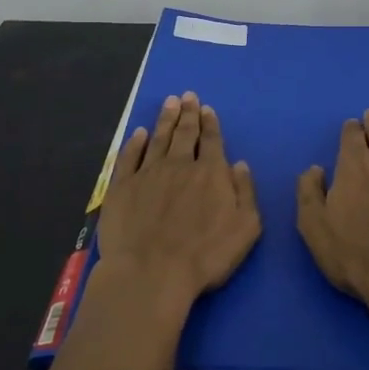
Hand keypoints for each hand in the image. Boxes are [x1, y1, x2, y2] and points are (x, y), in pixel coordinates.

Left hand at [96, 92, 260, 313]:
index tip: (206, 108)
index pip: (211, 140)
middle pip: (184, 133)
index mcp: (210, 173)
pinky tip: (138, 133)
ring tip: (169, 102)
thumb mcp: (245, 228)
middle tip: (187, 96)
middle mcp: (179, 165)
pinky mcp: (122, 187)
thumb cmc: (205, 256)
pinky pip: (129, 157)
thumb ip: (245, 192)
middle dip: (187, 113)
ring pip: (158, 139)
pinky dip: (135, 143)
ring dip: (165, 119)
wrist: (151, 273)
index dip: (210, 123)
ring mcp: (148, 174)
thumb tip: (240, 164)